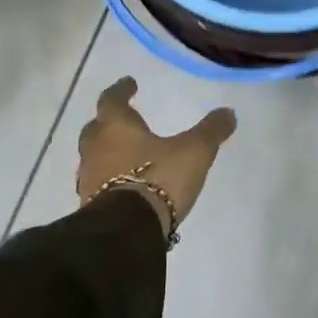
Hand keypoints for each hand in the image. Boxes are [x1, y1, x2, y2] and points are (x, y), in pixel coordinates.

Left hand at [77, 77, 236, 239]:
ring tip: (125, 154)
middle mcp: (96, 149)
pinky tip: (123, 186)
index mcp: (116, 127)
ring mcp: (88, 180)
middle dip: (109, 122)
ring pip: (94, 157)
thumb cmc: (158, 179)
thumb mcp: (194, 151)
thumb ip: (210, 131)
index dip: (121, 89)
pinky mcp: (89, 207)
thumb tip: (228, 112)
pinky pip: (96, 184)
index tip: (130, 83)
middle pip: (96, 128)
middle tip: (124, 119)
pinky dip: (107, 179)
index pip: (112, 99)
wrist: (127, 233)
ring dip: (106, 152)